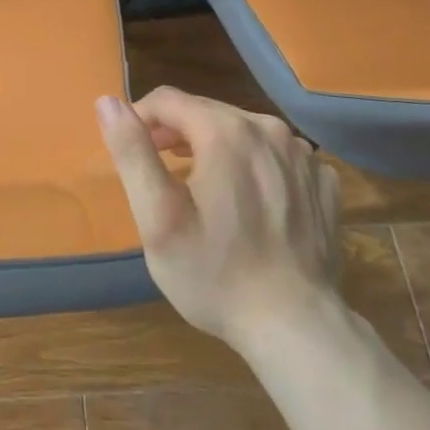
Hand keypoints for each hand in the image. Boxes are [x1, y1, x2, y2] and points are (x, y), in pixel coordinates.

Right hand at [97, 87, 342, 351]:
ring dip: (214, 147)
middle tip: (161, 172)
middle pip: (206, 111)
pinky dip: (255, 166)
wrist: (297, 330)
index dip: (141, 118)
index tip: (132, 152)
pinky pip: (276, 155)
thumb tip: (107, 102)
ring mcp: (302, 155)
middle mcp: (268, 129)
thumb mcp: (158, 217)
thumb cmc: (215, 274)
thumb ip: (132, 152)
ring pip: (242, 130)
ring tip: (201, 187)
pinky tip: (249, 201)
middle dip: (176, 132)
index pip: (168, 99)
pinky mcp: (322, 181)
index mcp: (225, 131)